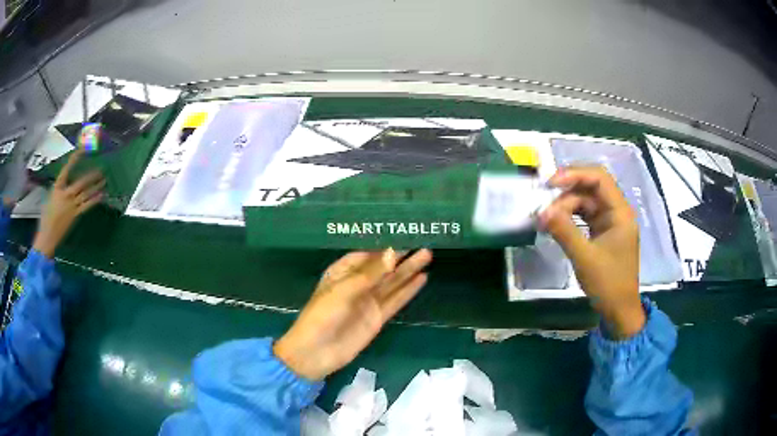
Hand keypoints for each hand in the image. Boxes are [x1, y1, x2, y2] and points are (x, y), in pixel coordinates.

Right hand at [33, 150, 104, 257]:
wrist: (47, 236)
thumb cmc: (46, 216)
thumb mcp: (51, 197)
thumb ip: (59, 188)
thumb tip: (67, 182)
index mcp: (57, 188)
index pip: (66, 170)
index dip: (74, 159)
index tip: (81, 150)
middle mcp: (65, 195)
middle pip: (81, 183)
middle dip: (91, 175)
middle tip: (101, 168)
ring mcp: (71, 206)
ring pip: (86, 193)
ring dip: (96, 186)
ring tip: (104, 180)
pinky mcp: (75, 216)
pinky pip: (87, 206)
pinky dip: (94, 200)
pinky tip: (101, 195)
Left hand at [274, 248, 431, 380]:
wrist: (317, 351)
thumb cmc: (322, 315)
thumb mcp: (344, 290)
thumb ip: (371, 273)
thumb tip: (393, 253)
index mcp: (342, 273)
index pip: (365, 255)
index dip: (383, 246)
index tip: (403, 235)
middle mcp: (357, 284)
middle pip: (382, 267)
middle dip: (400, 256)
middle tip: (421, 242)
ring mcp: (368, 301)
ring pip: (392, 282)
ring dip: (408, 270)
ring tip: (427, 255)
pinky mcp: (377, 317)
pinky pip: (395, 300)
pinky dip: (408, 290)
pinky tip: (422, 278)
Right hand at [539, 167, 644, 338]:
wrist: (619, 311)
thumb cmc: (608, 284)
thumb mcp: (585, 258)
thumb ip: (564, 232)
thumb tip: (541, 212)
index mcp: (620, 212)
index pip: (599, 178)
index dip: (574, 174)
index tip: (550, 183)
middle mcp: (616, 212)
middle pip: (590, 189)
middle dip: (565, 195)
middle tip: (543, 209)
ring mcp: (610, 222)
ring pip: (585, 203)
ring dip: (565, 208)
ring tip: (545, 220)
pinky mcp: (602, 233)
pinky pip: (584, 217)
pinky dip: (569, 219)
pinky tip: (555, 225)